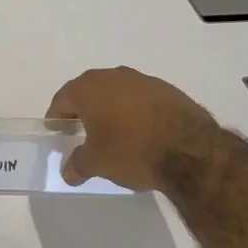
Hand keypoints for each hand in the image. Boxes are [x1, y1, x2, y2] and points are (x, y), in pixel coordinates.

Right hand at [46, 66, 219, 190]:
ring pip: (117, 92)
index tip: (57, 130)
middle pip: (89, 91)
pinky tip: (140, 131)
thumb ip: (78, 164)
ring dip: (111, 108)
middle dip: (83, 110)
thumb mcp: (97, 163)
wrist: (190, 150)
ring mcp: (142, 80)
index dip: (57, 116)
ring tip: (112, 132)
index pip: (63, 99)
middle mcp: (113, 76)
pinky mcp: (168, 89)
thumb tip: (68, 171)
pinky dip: (135, 111)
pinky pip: (140, 98)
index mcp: (89, 89)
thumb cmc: (131, 151)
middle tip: (80, 130)